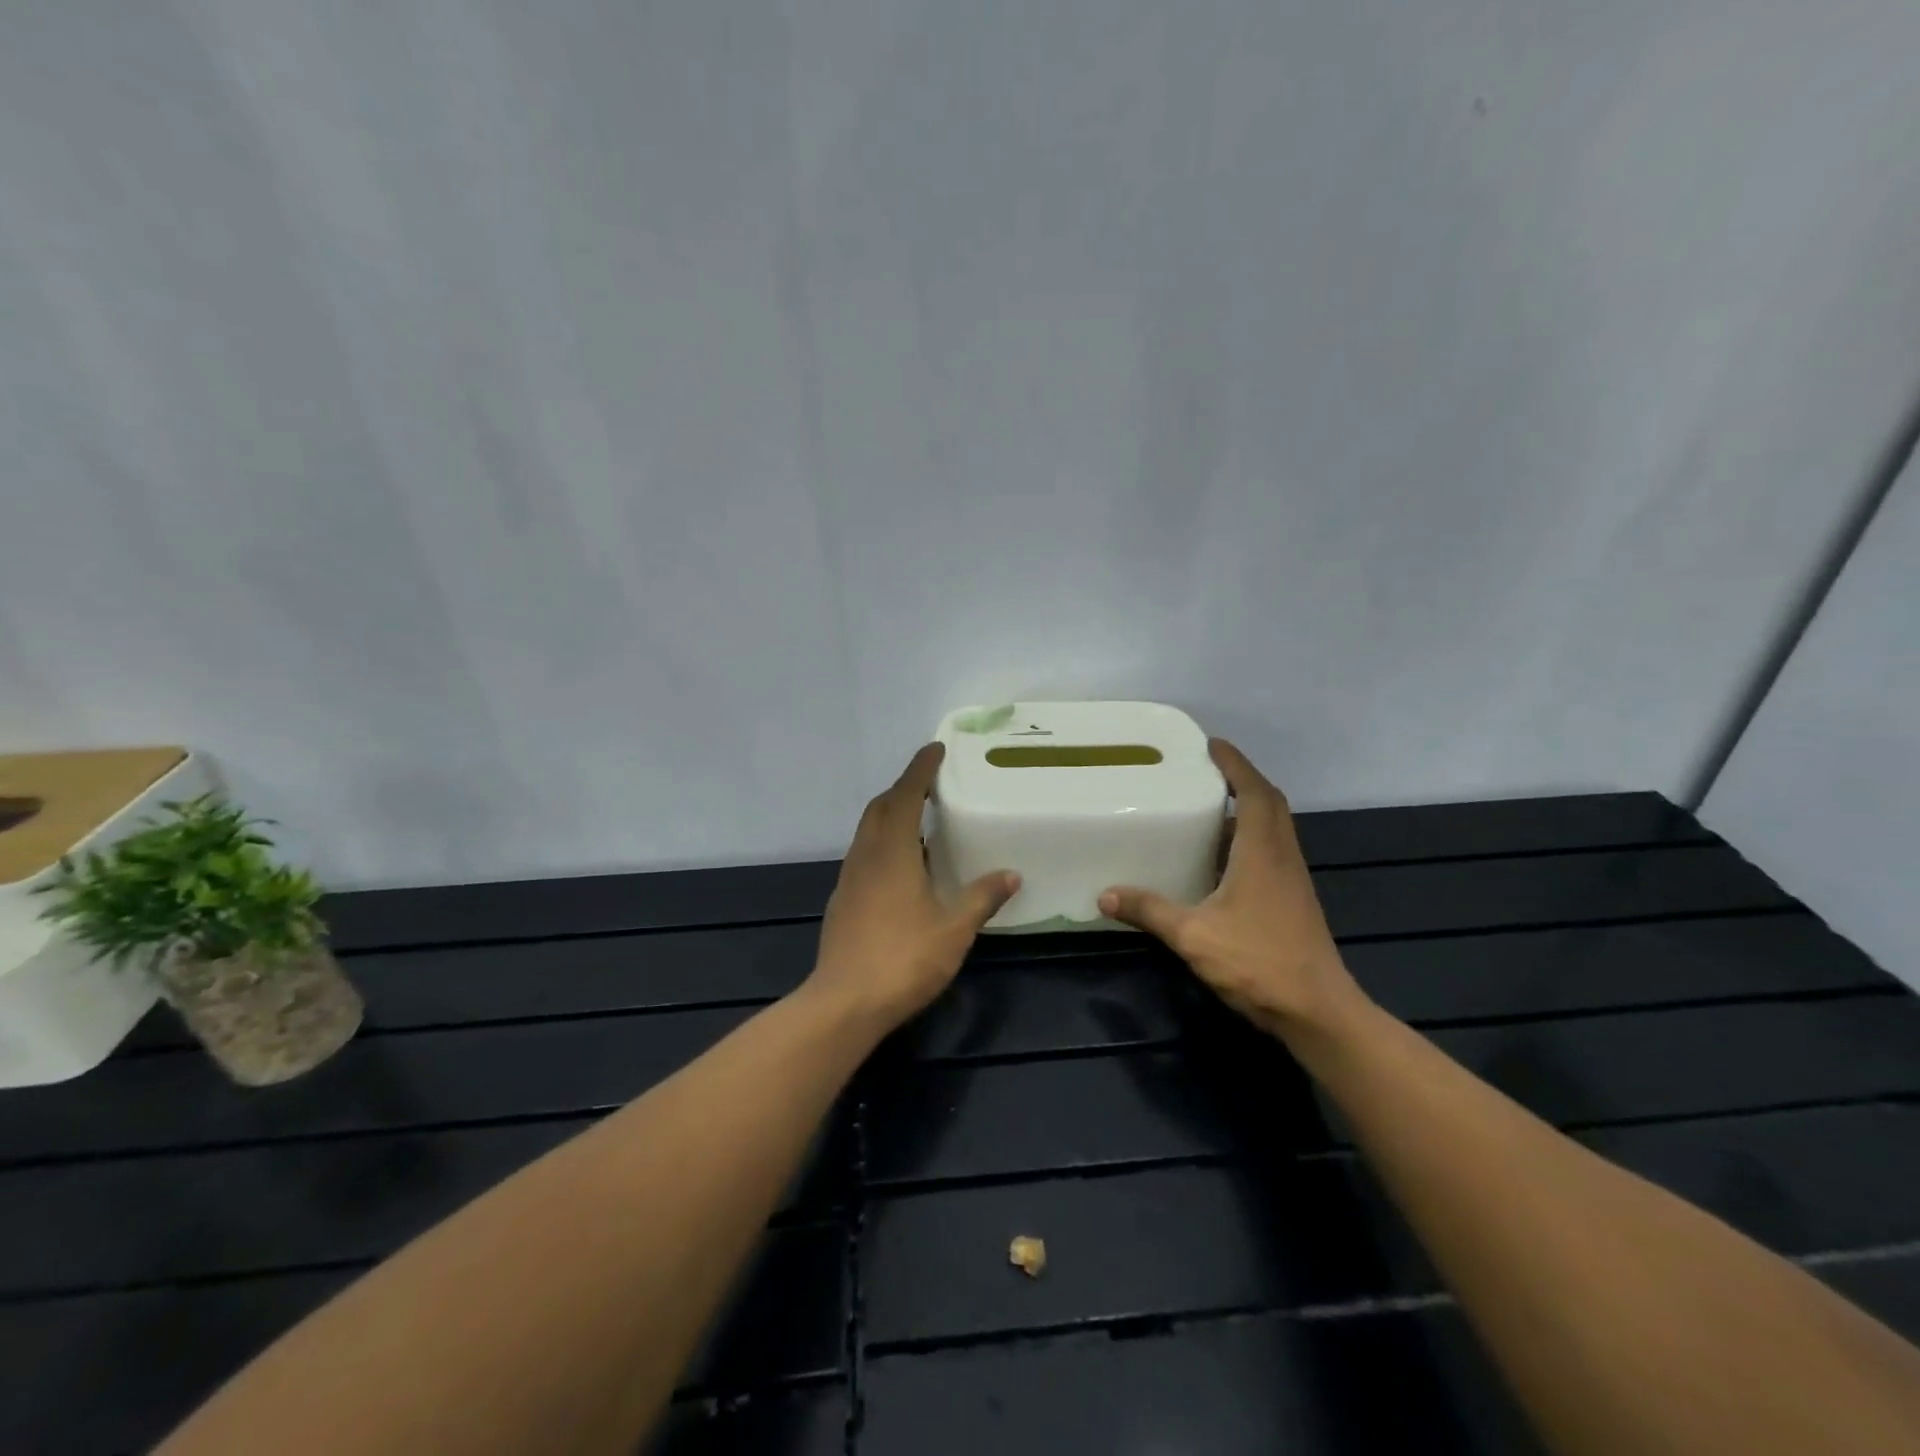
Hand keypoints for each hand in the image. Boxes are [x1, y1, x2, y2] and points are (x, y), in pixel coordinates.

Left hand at [807, 744, 1019, 1030]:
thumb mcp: (954, 929)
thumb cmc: (903, 958)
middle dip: (904, 789)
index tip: (935, 749)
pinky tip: (903, 869)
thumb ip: (982, 898)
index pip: (906, 795)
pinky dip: (883, 844)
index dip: (920, 769)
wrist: (844, 1003)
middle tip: (931, 785)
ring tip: (921, 822)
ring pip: (868, 832)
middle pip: (881, 808)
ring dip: (892, 816)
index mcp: (892, 852)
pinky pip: (864, 855)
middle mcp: (866, 856)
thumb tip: (1010, 874)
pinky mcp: (842, 901)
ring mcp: (849, 879)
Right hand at [1099, 739, 1367, 1041]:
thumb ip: (1149, 911)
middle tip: (1206, 771)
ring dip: (1248, 808)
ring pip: (1274, 828)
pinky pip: (1272, 851)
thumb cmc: (1258, 963)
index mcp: (1263, 852)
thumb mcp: (1193, 935)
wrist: (1318, 1012)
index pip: (1254, 792)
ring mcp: (1292, 879)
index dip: (1235, 764)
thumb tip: (1104, 895)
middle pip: (1269, 803)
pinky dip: (1249, 838)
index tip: (1211, 744)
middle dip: (1241, 780)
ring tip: (1209, 807)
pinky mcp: (1293, 900)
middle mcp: (1283, 856)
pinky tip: (1221, 859)